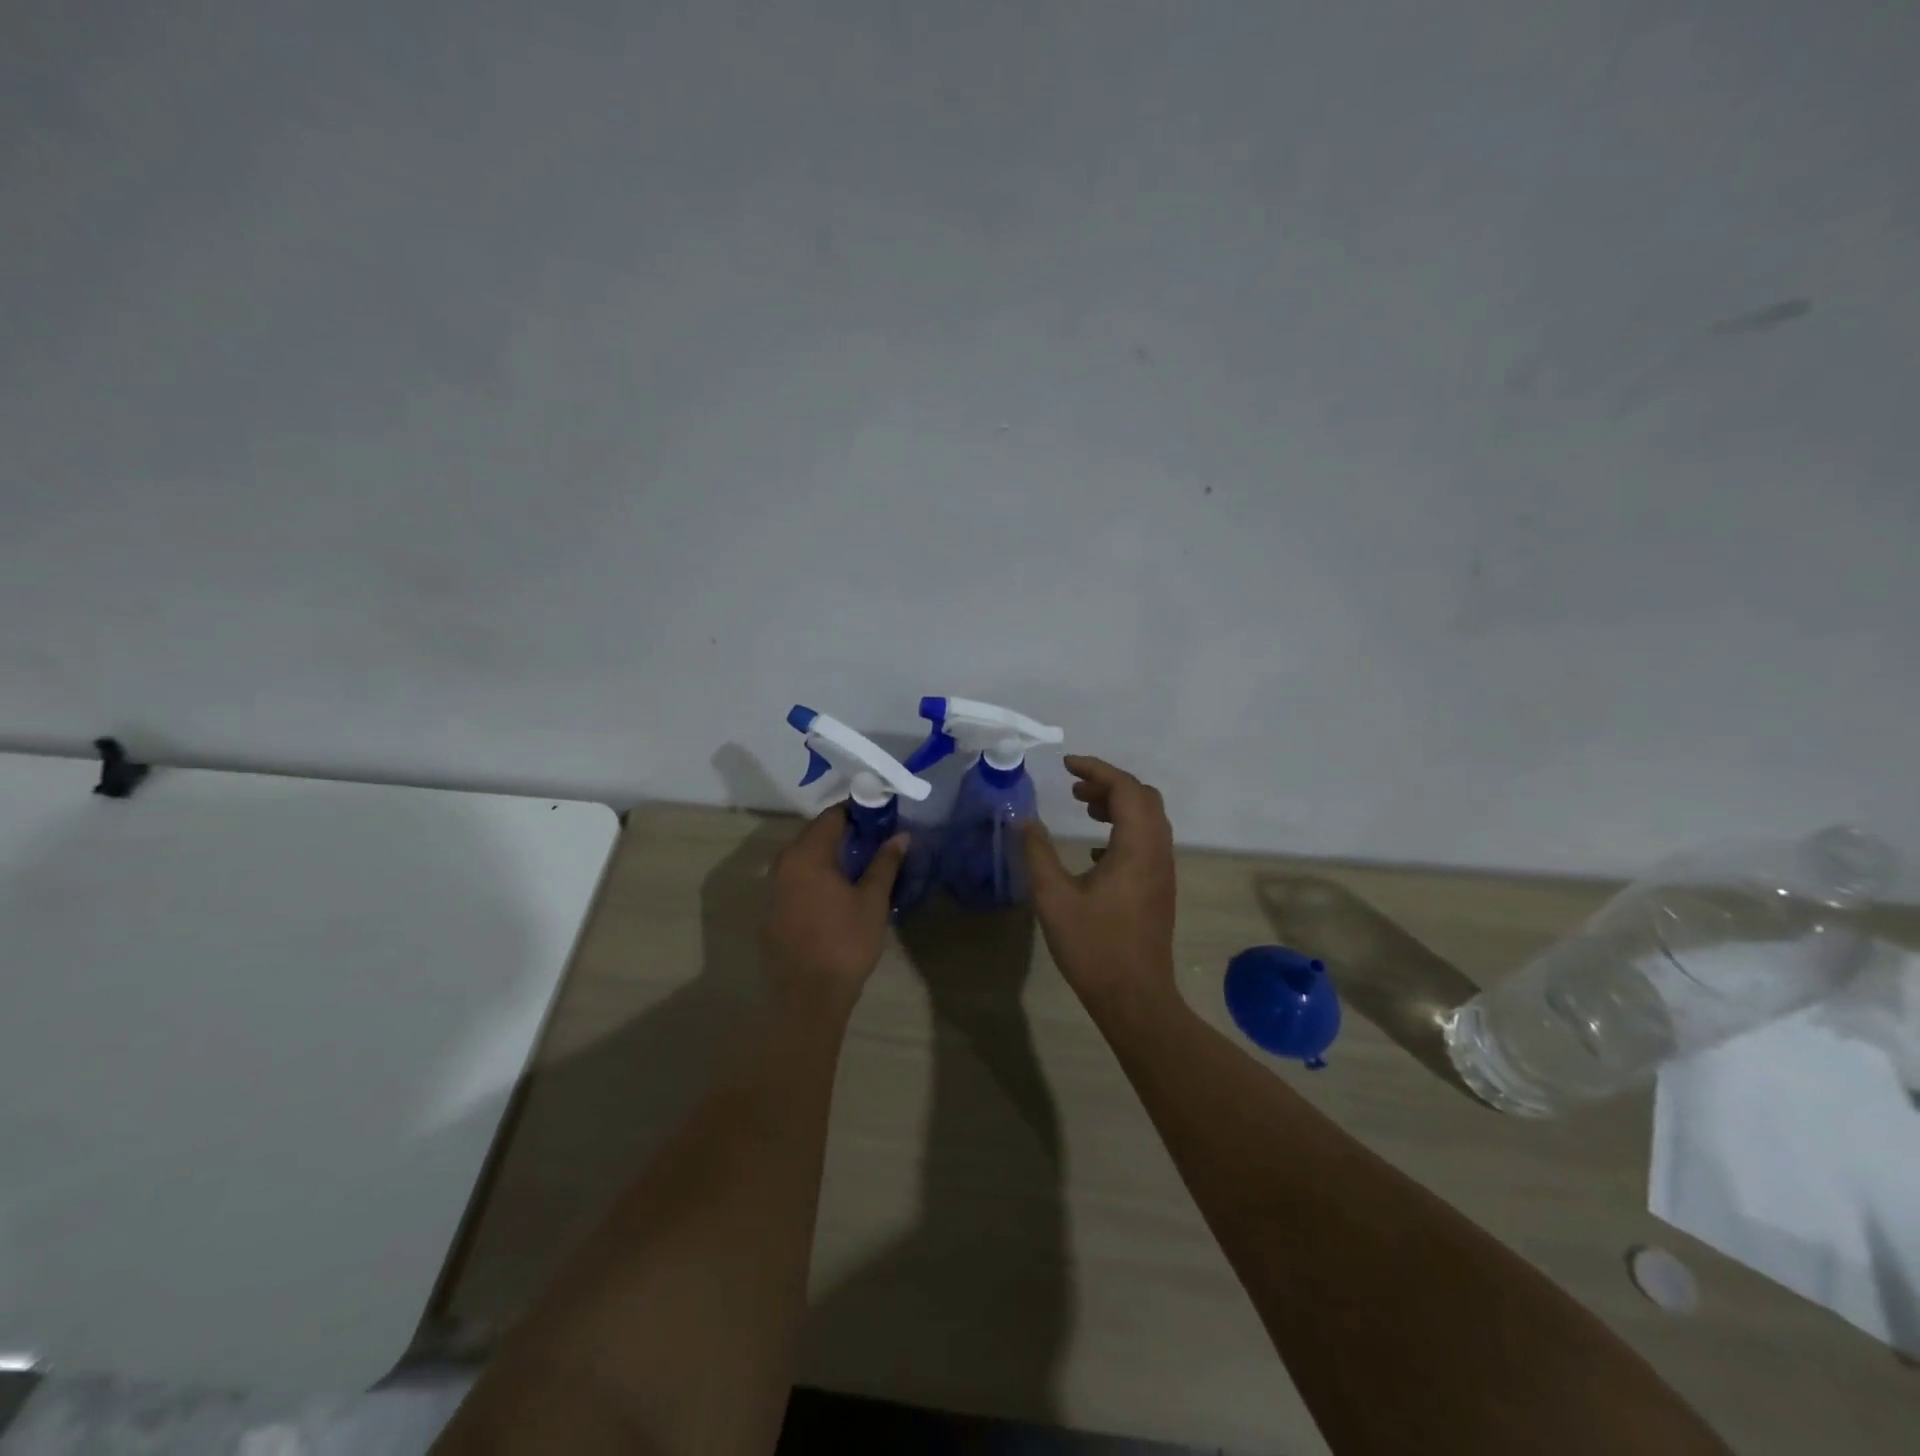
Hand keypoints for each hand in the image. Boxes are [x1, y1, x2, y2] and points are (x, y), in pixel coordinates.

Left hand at [760, 807, 906, 1010]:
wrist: (808, 997)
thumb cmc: (845, 942)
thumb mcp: (873, 900)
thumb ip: (885, 862)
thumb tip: (901, 835)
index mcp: (807, 854)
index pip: (833, 816)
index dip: (859, 812)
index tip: (883, 817)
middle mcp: (783, 863)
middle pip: (816, 834)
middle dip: (846, 833)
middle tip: (877, 841)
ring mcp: (773, 888)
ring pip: (805, 858)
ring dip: (831, 856)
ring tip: (861, 866)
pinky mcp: (772, 910)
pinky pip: (797, 880)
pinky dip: (817, 877)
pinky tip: (838, 893)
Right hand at [1023, 756, 1176, 1018]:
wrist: (1135, 998)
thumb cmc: (1094, 947)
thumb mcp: (1054, 898)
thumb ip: (1038, 853)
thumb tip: (1024, 820)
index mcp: (1137, 847)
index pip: (1126, 788)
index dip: (1097, 769)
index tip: (1066, 764)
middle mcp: (1158, 852)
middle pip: (1144, 798)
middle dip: (1109, 783)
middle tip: (1075, 787)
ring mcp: (1163, 871)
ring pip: (1149, 819)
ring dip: (1118, 805)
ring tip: (1084, 807)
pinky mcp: (1159, 888)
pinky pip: (1148, 841)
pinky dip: (1124, 829)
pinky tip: (1096, 850)